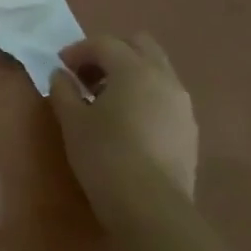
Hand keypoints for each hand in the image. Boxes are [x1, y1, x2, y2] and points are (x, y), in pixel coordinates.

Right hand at [50, 34, 197, 217]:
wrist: (151, 208)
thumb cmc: (104, 155)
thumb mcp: (72, 120)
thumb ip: (63, 90)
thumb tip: (61, 75)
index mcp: (134, 70)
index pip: (104, 43)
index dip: (78, 50)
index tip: (61, 66)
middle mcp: (164, 78)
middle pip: (139, 45)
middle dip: (111, 53)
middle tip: (88, 75)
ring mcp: (182, 104)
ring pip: (156, 70)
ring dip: (129, 74)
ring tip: (106, 100)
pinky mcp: (189, 129)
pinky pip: (165, 96)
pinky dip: (144, 95)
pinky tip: (127, 122)